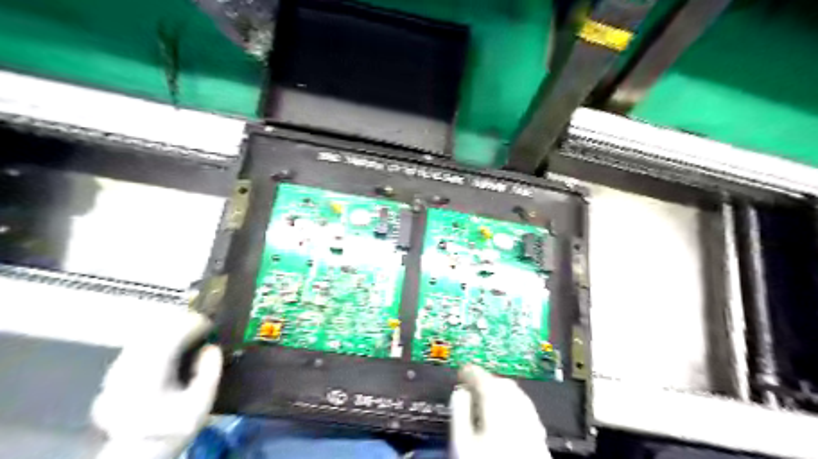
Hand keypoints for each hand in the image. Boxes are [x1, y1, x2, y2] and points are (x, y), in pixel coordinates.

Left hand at [92, 308, 221, 458]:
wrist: (136, 452)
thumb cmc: (173, 428)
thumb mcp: (200, 405)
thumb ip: (209, 373)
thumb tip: (212, 347)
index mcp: (151, 376)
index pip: (170, 336)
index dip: (192, 324)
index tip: (210, 323)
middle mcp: (129, 369)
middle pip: (155, 331)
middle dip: (180, 322)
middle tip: (201, 323)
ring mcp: (116, 371)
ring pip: (143, 335)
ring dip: (167, 328)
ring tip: (187, 330)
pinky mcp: (113, 374)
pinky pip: (137, 344)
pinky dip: (155, 338)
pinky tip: (168, 344)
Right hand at [451, 366, 552, 458]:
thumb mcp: (461, 445)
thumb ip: (459, 413)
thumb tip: (459, 392)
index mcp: (498, 413)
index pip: (485, 381)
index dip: (472, 372)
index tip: (462, 371)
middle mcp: (519, 416)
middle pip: (505, 385)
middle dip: (488, 379)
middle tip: (472, 383)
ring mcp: (533, 428)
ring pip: (520, 396)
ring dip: (503, 389)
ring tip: (487, 394)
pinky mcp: (540, 440)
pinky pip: (528, 410)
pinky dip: (516, 403)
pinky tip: (508, 412)